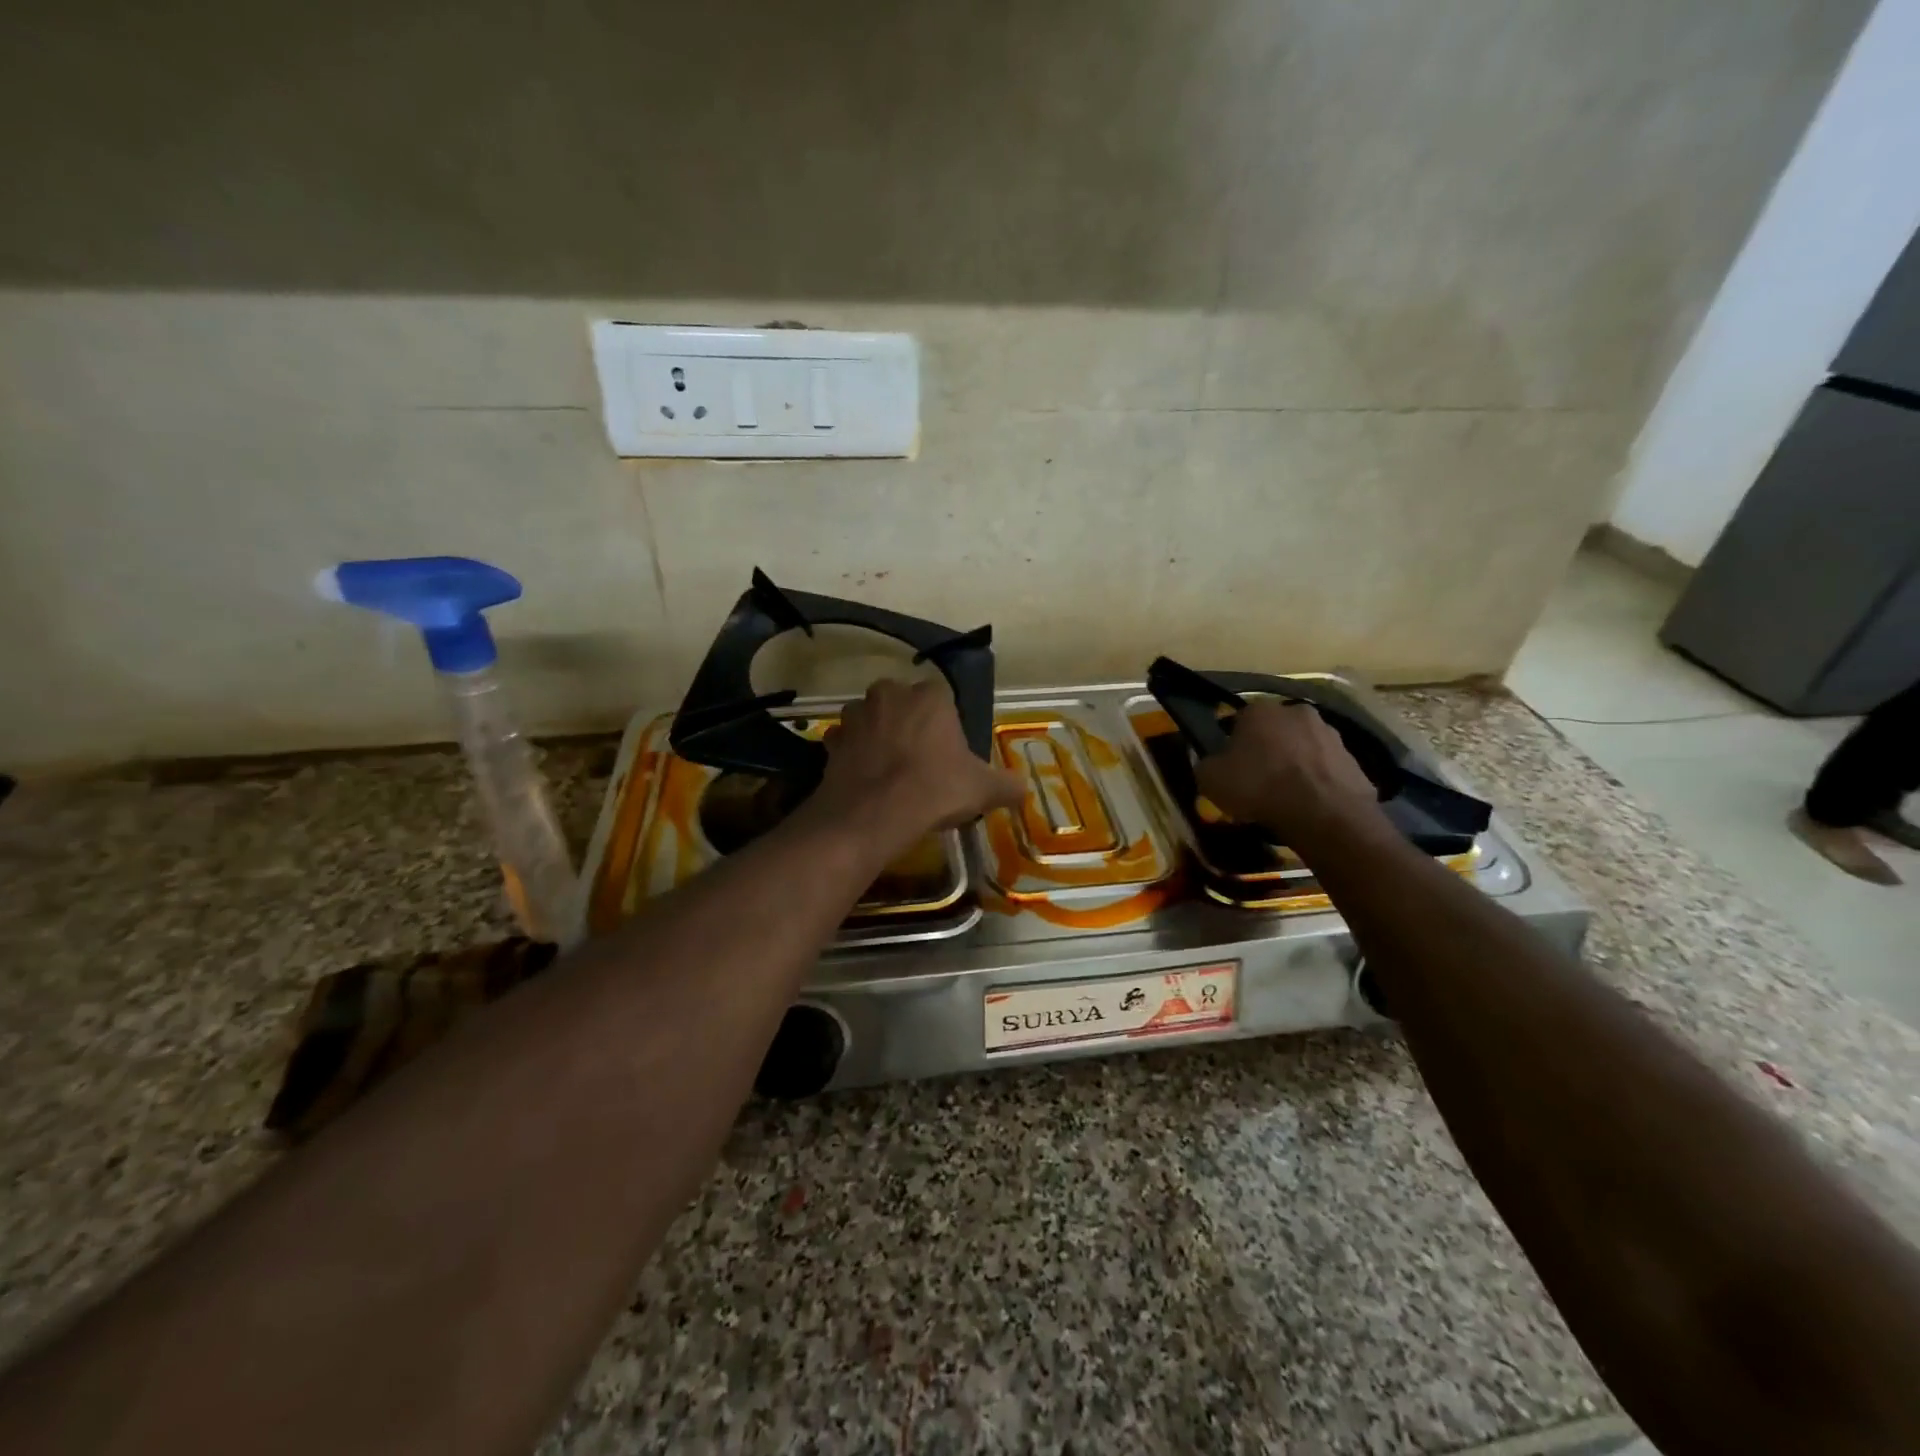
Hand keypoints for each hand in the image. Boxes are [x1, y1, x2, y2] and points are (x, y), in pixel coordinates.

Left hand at [807, 678, 1022, 851]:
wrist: (873, 815)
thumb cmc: (934, 790)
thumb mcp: (983, 790)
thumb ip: (1008, 785)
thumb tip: (1022, 788)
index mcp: (930, 696)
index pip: (941, 698)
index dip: (945, 725)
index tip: (948, 752)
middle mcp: (890, 694)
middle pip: (902, 703)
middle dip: (908, 723)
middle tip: (919, 759)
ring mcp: (856, 715)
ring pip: (871, 719)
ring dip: (877, 735)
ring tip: (889, 769)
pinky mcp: (831, 740)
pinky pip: (845, 742)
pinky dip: (853, 754)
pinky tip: (864, 778)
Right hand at [1194, 699, 1380, 846]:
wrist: (1324, 814)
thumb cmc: (1259, 788)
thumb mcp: (1211, 780)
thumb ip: (1207, 765)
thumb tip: (1213, 763)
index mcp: (1259, 710)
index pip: (1238, 720)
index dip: (1231, 743)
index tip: (1230, 766)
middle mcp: (1296, 712)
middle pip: (1274, 730)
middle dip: (1266, 749)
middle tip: (1258, 778)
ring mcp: (1330, 734)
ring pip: (1302, 747)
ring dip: (1294, 763)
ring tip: (1285, 795)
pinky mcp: (1354, 759)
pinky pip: (1325, 768)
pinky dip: (1317, 781)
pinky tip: (1309, 803)